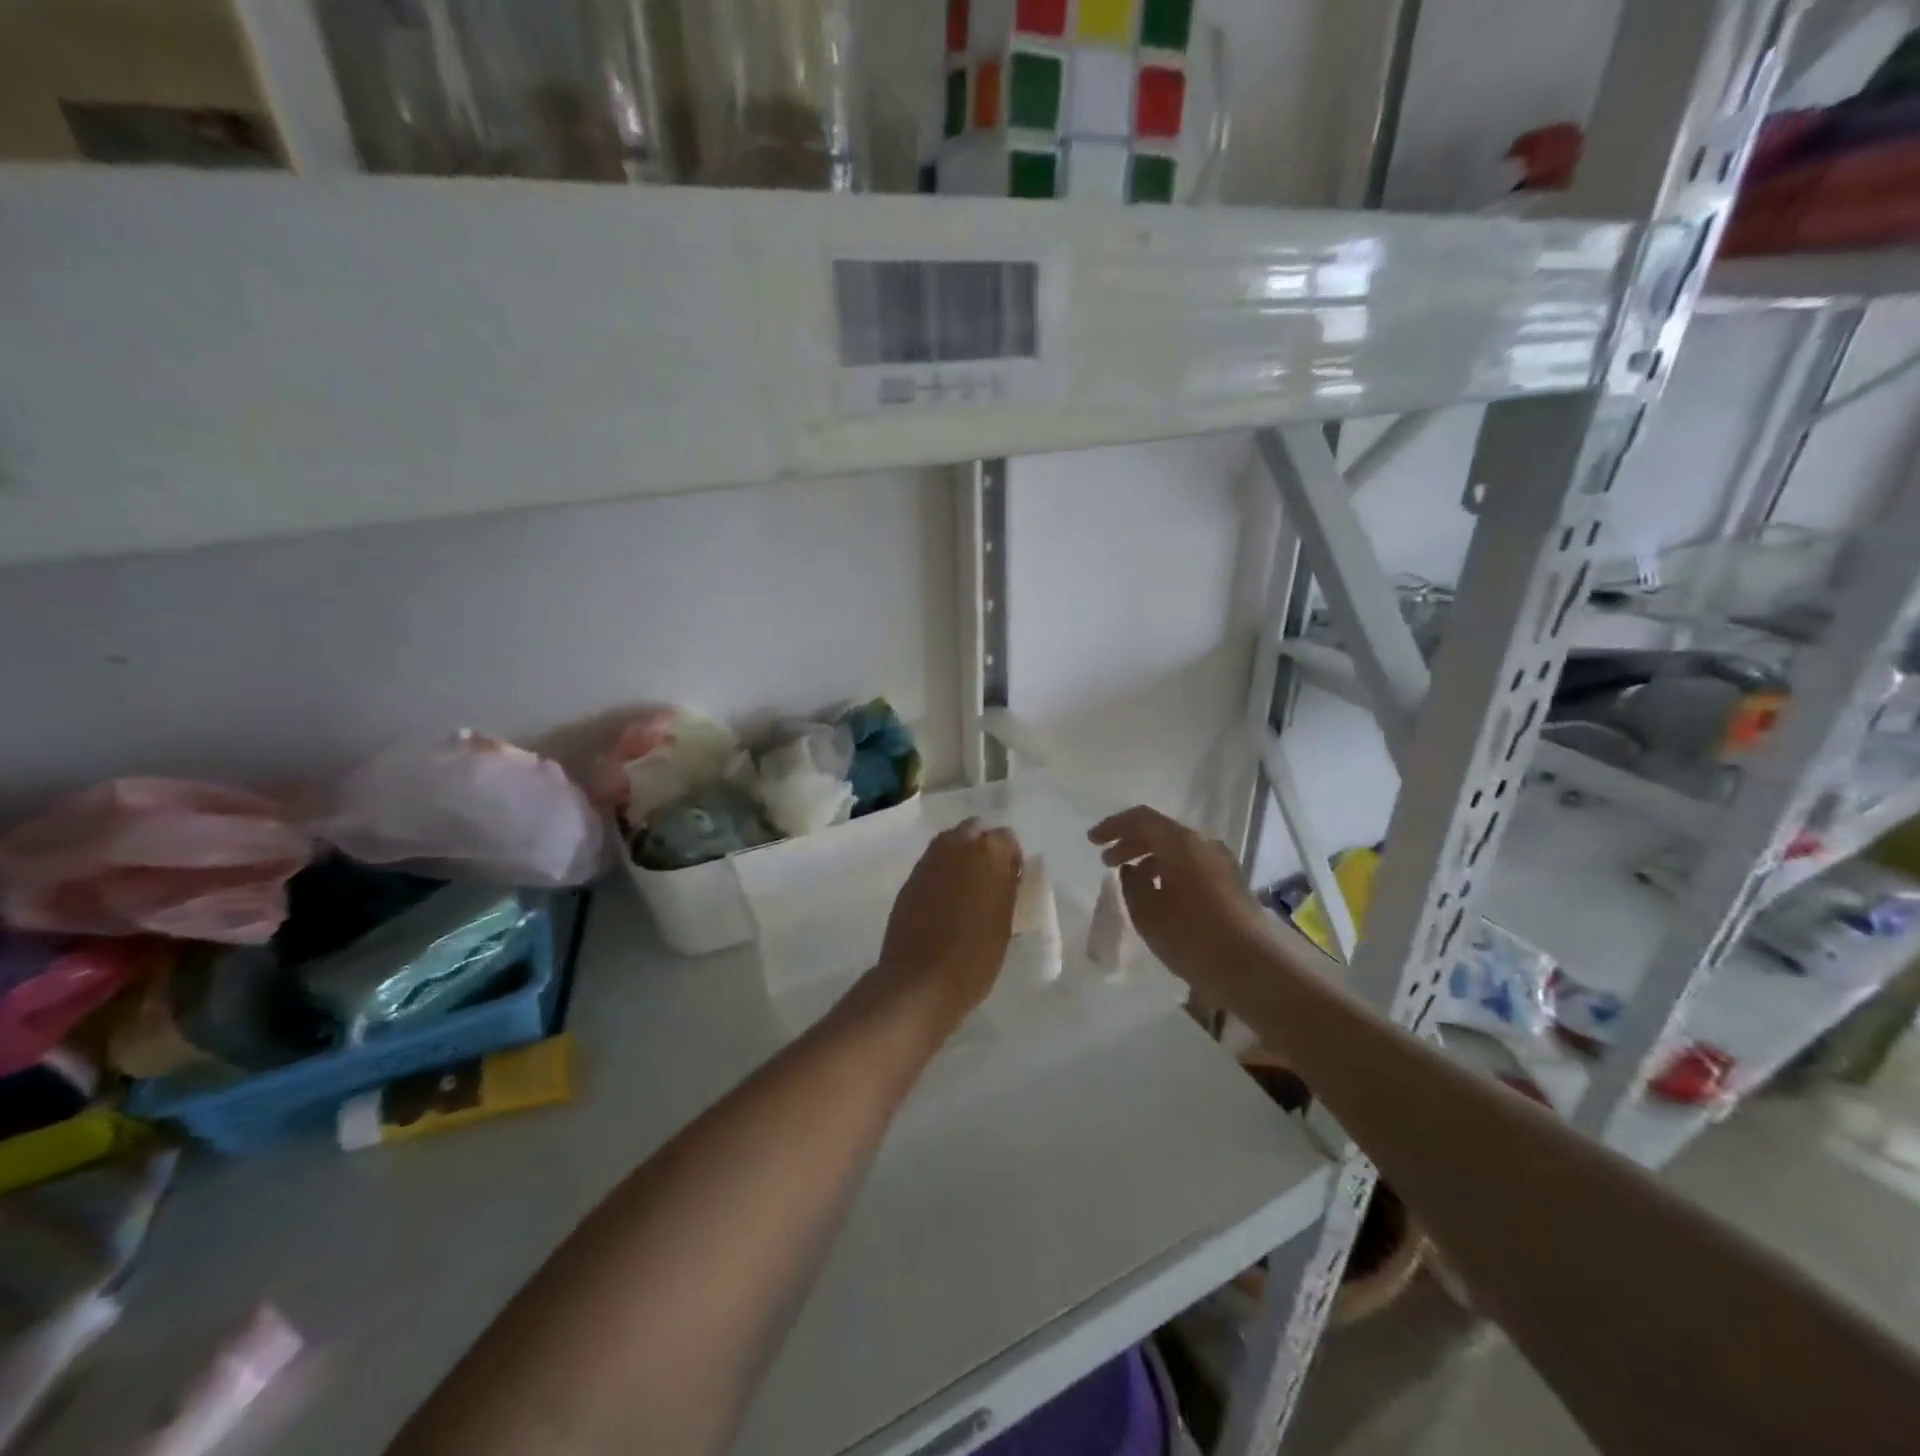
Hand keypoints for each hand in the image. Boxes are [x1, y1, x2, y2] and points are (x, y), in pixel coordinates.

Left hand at [871, 819, 1022, 1042]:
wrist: (921, 981)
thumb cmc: (975, 956)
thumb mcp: (1005, 921)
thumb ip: (1006, 887)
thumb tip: (1006, 874)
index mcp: (988, 851)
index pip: (1006, 838)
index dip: (1011, 858)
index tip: (1012, 881)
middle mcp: (956, 844)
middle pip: (975, 830)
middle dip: (983, 847)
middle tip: (990, 879)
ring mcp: (928, 860)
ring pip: (950, 844)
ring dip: (961, 857)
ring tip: (968, 891)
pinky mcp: (909, 879)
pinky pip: (932, 865)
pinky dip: (941, 874)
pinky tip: (945, 902)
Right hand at [1088, 806, 1269, 996]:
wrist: (1255, 969)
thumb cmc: (1193, 936)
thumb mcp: (1148, 912)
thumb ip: (1132, 884)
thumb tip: (1132, 870)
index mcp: (1181, 843)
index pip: (1141, 819)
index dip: (1113, 826)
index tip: (1092, 841)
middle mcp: (1204, 845)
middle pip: (1161, 833)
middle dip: (1130, 843)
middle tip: (1106, 861)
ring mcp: (1222, 865)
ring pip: (1178, 851)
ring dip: (1150, 860)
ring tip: (1131, 881)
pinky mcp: (1232, 886)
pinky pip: (1192, 867)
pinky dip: (1169, 873)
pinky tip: (1160, 897)